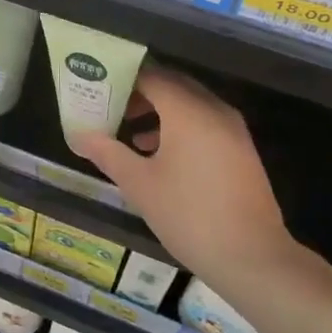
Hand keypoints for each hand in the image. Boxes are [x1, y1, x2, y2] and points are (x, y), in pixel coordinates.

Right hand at [69, 61, 294, 281]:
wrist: (252, 257)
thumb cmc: (189, 215)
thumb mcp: (140, 185)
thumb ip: (108, 153)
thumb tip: (79, 136)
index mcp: (188, 111)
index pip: (151, 75)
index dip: (123, 78)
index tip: (98, 86)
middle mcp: (213, 110)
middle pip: (173, 84)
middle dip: (140, 92)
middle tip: (110, 105)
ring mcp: (233, 129)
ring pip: (190, 104)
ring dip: (160, 110)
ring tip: (128, 130)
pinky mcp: (241, 150)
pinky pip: (205, 122)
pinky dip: (180, 126)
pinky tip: (159, 153)